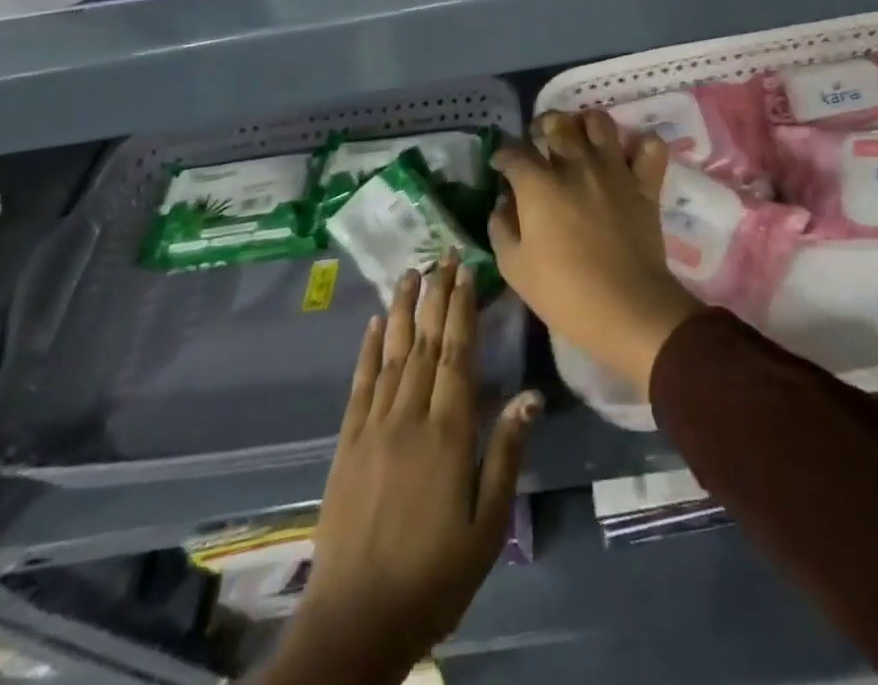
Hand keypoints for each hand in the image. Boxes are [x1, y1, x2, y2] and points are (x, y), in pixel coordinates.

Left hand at [271, 258, 539, 684]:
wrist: (355, 622)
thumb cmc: (434, 577)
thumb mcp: (487, 527)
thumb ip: (506, 455)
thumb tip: (530, 395)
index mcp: (447, 433)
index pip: (456, 354)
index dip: (461, 308)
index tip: (465, 271)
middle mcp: (408, 417)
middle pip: (425, 343)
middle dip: (436, 295)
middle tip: (442, 254)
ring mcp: (372, 427)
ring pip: (391, 354)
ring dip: (401, 309)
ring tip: (409, 272)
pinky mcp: (347, 444)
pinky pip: (359, 385)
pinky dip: (367, 350)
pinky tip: (373, 324)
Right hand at [490, 110, 704, 395]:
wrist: (627, 307)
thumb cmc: (564, 292)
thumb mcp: (515, 267)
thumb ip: (501, 228)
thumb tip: (503, 204)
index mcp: (538, 184)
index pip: (513, 152)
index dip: (502, 154)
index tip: (500, 164)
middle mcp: (575, 164)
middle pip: (556, 123)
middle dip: (541, 126)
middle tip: (539, 140)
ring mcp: (614, 170)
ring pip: (600, 122)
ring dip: (585, 124)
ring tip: (580, 138)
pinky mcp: (645, 183)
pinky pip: (650, 147)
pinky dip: (640, 145)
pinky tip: (628, 157)